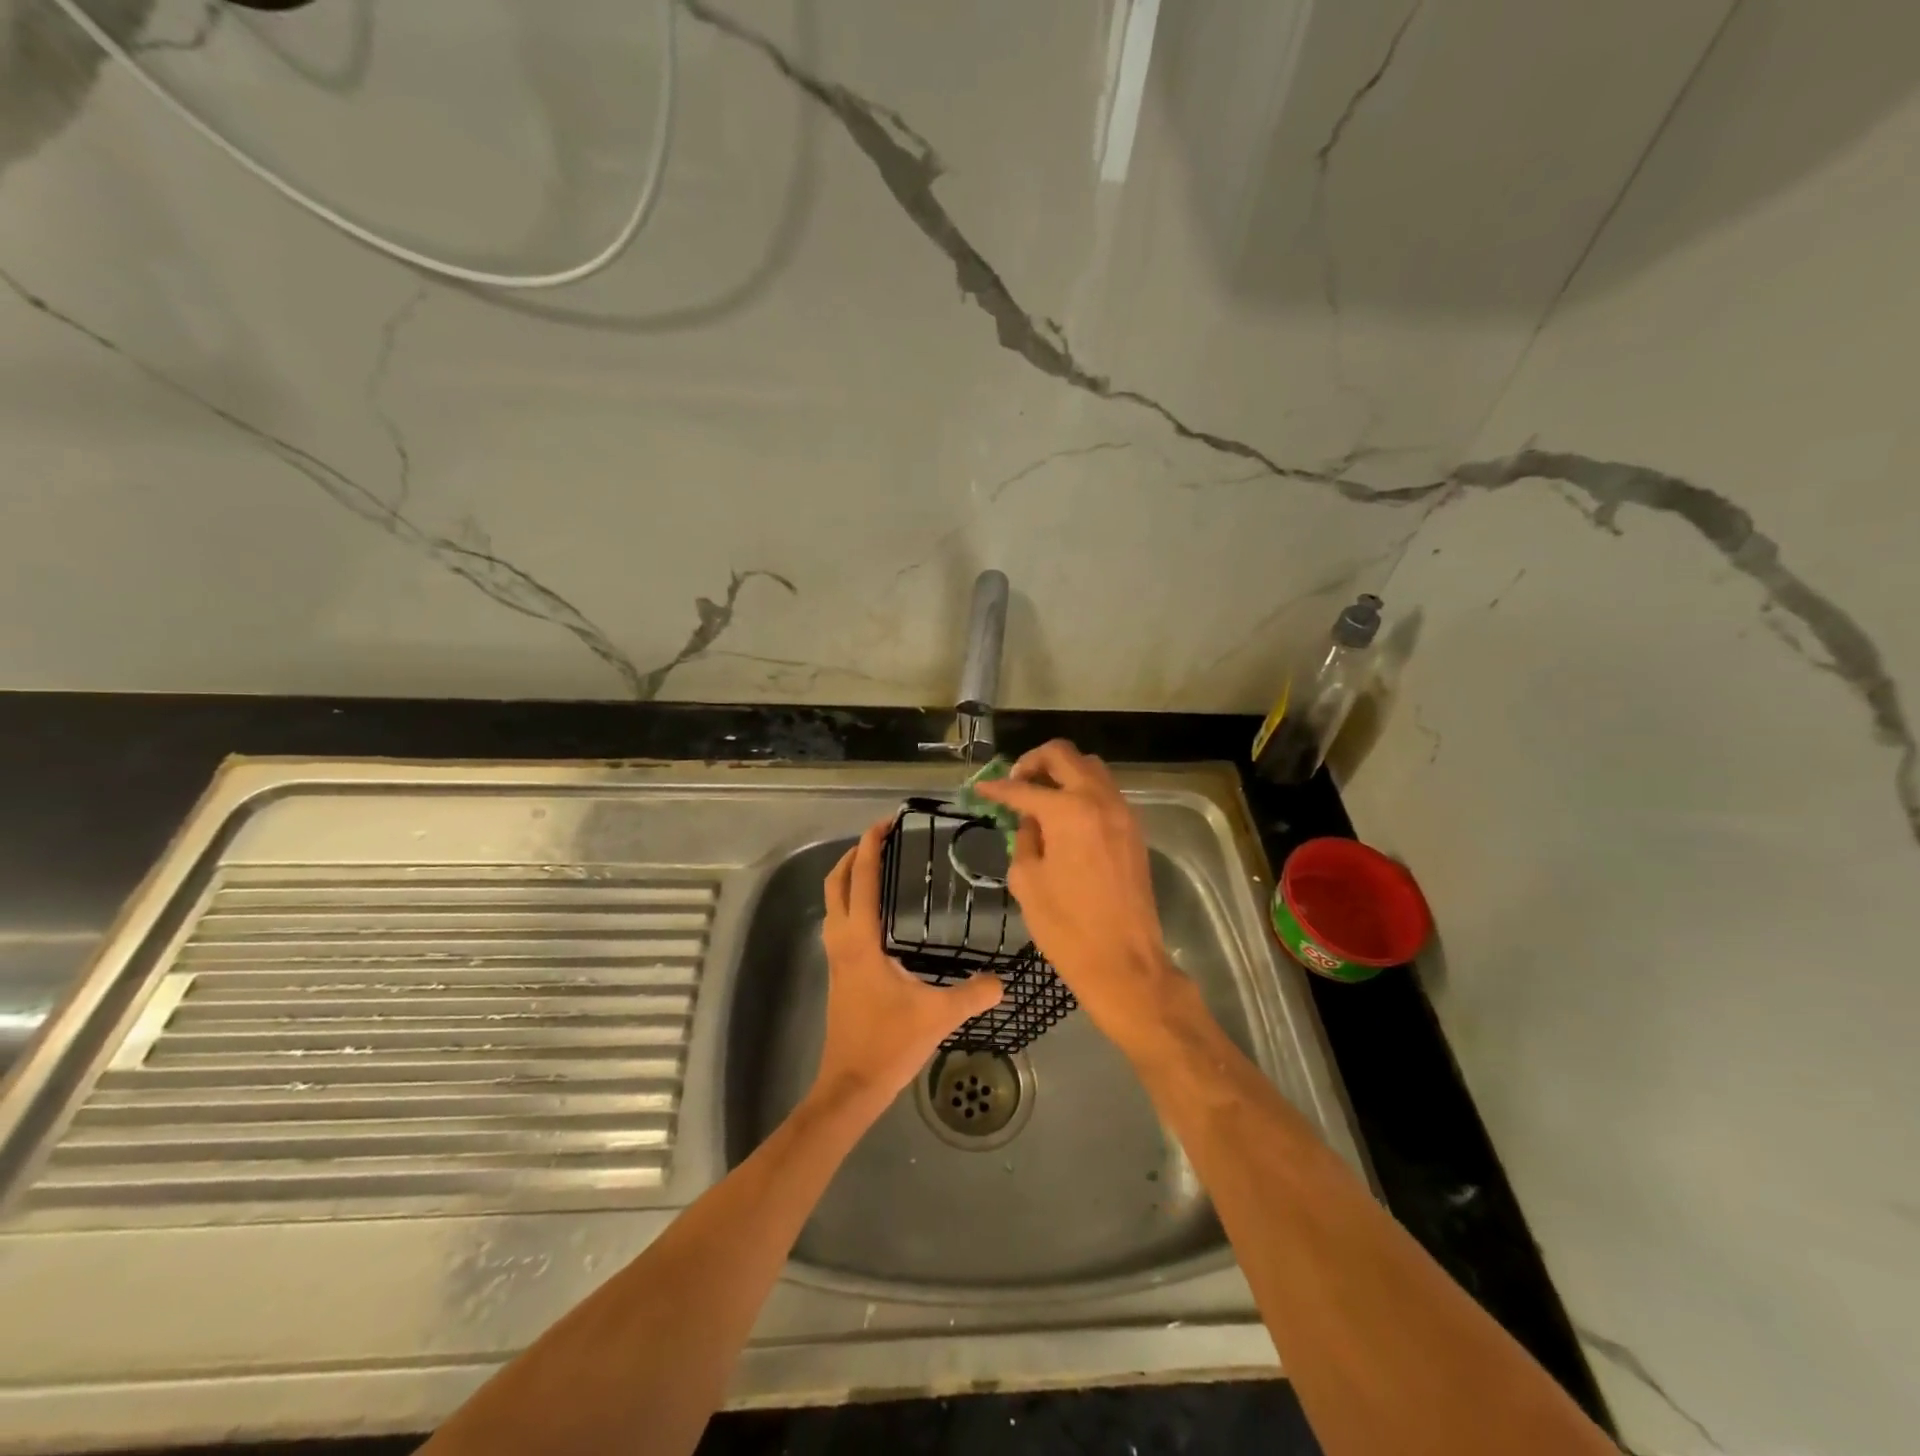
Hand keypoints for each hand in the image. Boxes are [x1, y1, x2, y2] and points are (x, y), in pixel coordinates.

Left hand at [810, 820, 1003, 1119]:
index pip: (861, 878)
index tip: (887, 821)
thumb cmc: (888, 1044)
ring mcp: (836, 956)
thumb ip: (974, 993)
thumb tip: (1004, 979)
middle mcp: (842, 940)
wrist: (850, 1086)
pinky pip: (840, 920)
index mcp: (861, 939)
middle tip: (882, 836)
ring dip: (849, 876)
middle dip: (854, 853)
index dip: (870, 845)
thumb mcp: (938, 1016)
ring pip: (833, 901)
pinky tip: (878, 913)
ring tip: (878, 864)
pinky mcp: (838, 971)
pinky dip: (852, 900)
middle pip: (836, 882)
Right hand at [974, 740, 1179, 1053]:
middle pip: (1064, 755)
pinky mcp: (1134, 829)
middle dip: (1034, 761)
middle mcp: (1098, 800)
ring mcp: (1122, 812)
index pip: (1024, 788)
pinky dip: (1082, 790)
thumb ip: (1024, 840)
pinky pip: (1105, 791)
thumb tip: (1030, 821)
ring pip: (1090, 767)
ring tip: (1041, 795)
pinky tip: (1066, 815)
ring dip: (1062, 771)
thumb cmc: (1066, 927)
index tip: (981, 789)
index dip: (997, 788)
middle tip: (1016, 782)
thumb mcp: (1027, 881)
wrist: (1123, 962)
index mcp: (1068, 812)